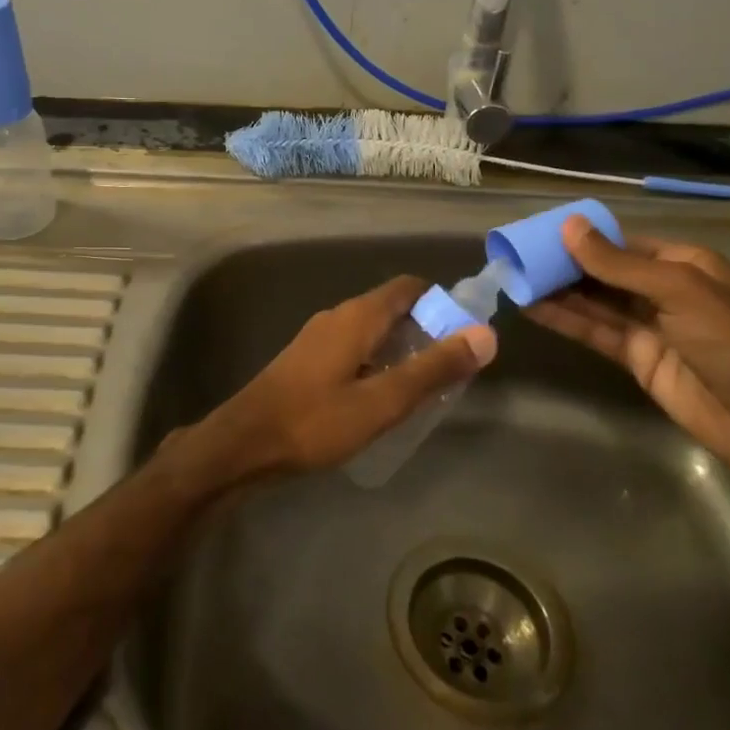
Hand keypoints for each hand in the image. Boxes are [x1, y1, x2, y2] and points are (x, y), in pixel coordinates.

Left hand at [204, 276, 496, 476]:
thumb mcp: (382, 400)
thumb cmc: (315, 421)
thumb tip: (485, 335)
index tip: (467, 334)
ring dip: (401, 349)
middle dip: (426, 330)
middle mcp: (337, 316)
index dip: (442, 303)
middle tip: (452, 369)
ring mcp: (318, 337)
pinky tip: (382, 396)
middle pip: (392, 308)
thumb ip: (433, 368)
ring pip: (372, 330)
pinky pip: (354, 347)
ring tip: (425, 387)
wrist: (245, 442)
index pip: (409, 287)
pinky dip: (377, 361)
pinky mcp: (307, 359)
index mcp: (357, 316)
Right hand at [525, 218, 729, 487]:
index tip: (537, 232)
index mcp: (682, 263)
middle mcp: (662, 289)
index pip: (621, 242)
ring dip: (557, 291)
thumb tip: (568, 226)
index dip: (580, 237)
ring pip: (593, 300)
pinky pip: (594, 330)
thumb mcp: (677, 291)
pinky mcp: (635, 356)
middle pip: (603, 271)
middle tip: (516, 256)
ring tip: (513, 278)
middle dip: (563, 264)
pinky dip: (564, 319)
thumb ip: (617, 263)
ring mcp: (648, 324)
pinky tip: (531, 307)